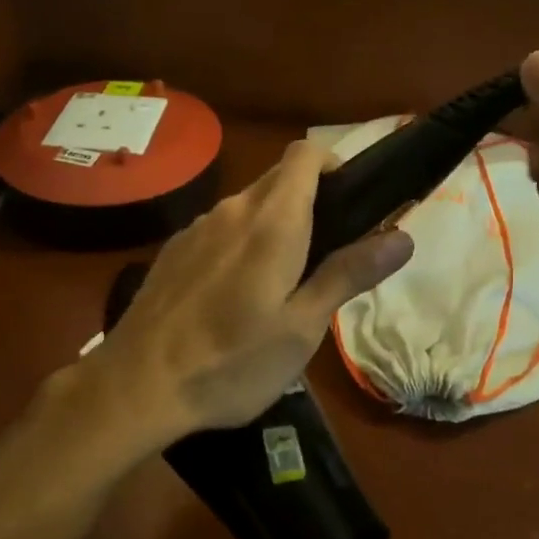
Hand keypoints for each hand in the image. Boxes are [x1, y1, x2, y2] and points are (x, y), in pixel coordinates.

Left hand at [76, 141, 414, 451]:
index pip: (305, 154)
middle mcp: (232, 209)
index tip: (351, 203)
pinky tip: (234, 295)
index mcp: (272, 221)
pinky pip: (220, 228)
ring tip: (283, 283)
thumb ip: (348, 274)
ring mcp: (197, 227)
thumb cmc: (231, 362)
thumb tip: (402, 236)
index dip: (334, 164)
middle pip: (279, 177)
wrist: (137, 385)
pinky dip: (241, 242)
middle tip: (328, 254)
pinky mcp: (174, 248)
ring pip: (248, 204)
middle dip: (310, 199)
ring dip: (274, 224)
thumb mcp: (302, 328)